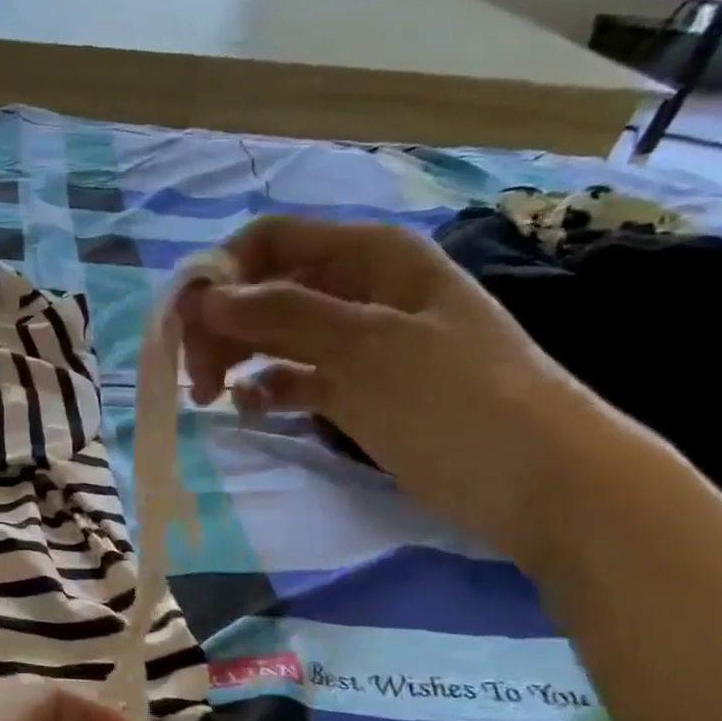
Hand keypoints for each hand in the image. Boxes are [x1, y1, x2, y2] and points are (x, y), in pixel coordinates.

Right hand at [177, 215, 612, 569]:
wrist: (535, 478)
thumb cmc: (456, 397)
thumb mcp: (367, 345)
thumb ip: (282, 315)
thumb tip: (205, 299)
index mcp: (370, 257)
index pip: (271, 242)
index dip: (222, 275)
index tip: (187, 326)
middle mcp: (357, 290)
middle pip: (263, 290)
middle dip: (222, 325)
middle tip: (196, 375)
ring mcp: (354, 342)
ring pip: (271, 335)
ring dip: (234, 357)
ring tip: (211, 396)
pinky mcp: (353, 389)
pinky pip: (291, 377)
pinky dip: (265, 389)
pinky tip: (251, 409)